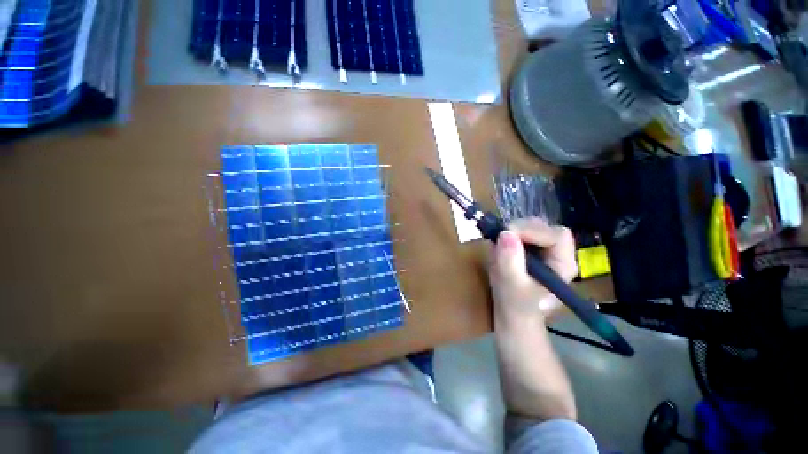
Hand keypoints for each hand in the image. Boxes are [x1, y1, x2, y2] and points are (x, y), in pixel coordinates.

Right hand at [488, 218, 576, 321]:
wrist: (512, 317)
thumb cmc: (516, 307)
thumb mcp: (511, 286)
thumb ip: (510, 261)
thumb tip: (505, 233)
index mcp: (563, 264)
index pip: (556, 235)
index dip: (532, 231)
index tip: (507, 235)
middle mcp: (556, 253)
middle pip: (543, 227)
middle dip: (520, 229)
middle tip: (499, 238)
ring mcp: (542, 250)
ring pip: (530, 227)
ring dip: (511, 231)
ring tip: (497, 245)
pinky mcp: (528, 249)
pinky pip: (518, 233)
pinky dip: (506, 236)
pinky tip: (498, 247)